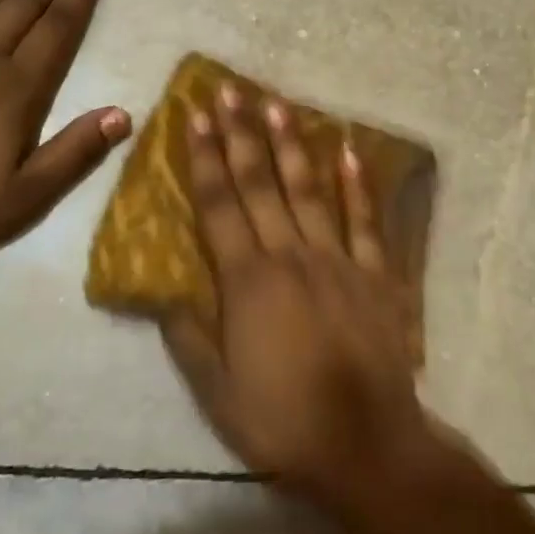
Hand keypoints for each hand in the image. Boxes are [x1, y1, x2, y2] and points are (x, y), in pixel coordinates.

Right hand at [162, 83, 428, 504]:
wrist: (365, 443)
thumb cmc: (282, 421)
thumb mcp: (218, 392)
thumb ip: (188, 337)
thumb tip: (160, 294)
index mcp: (248, 282)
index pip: (219, 206)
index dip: (205, 158)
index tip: (194, 117)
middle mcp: (291, 255)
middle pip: (261, 184)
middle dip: (242, 134)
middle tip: (230, 90)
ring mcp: (337, 259)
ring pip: (309, 190)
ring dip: (291, 144)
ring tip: (278, 103)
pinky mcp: (375, 273)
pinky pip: (365, 220)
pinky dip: (357, 184)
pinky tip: (348, 150)